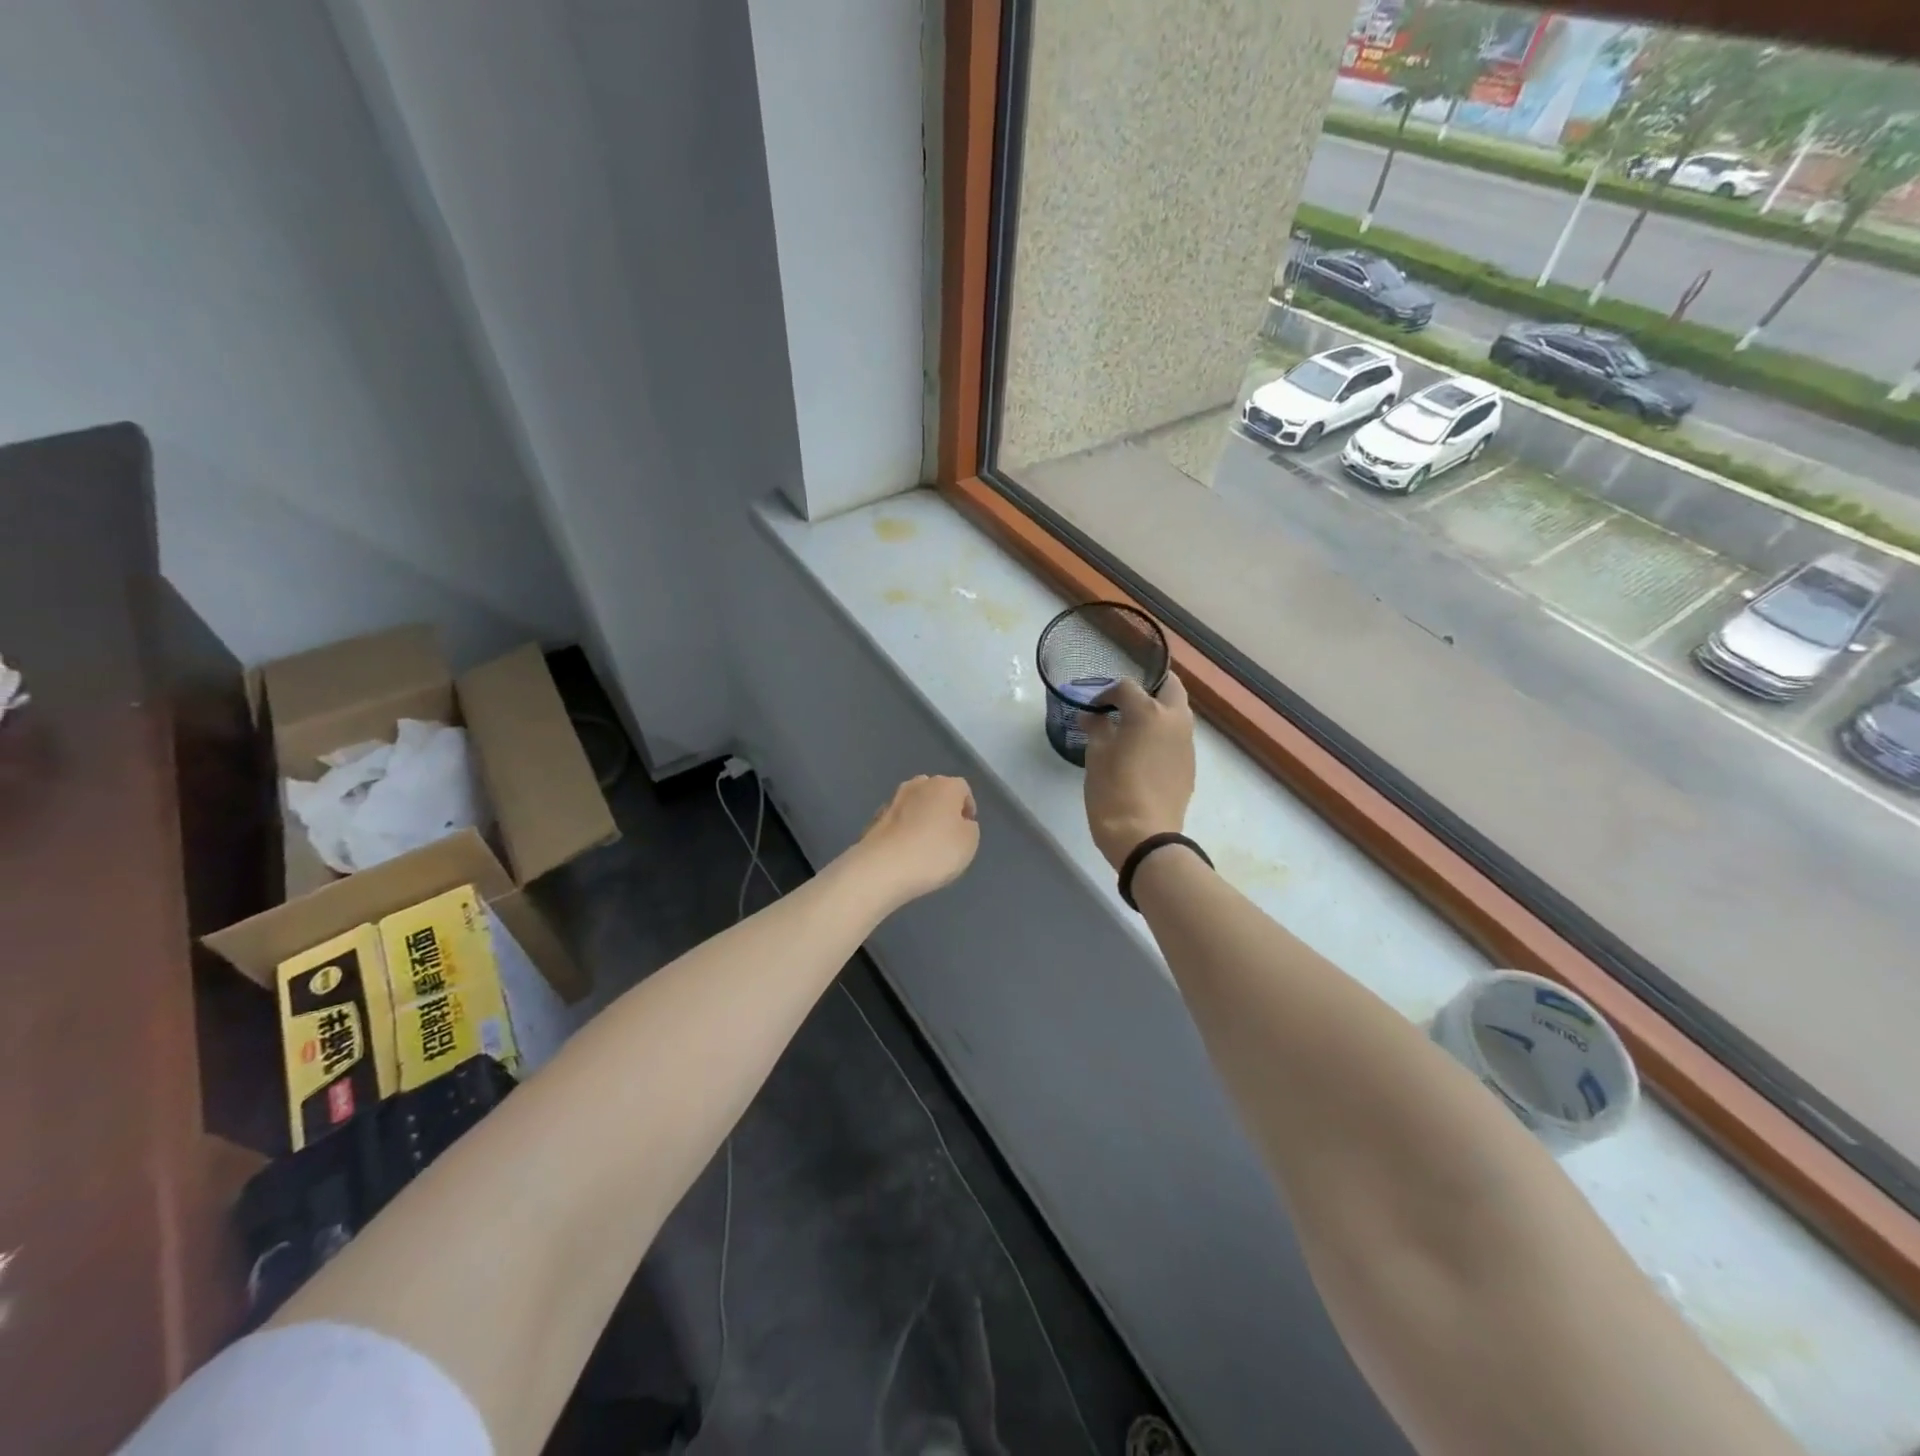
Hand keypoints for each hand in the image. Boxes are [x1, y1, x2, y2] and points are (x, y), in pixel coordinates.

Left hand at [854, 775, 980, 908]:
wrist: (884, 867)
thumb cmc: (935, 851)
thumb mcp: (969, 842)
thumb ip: (969, 827)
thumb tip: (960, 822)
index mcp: (945, 785)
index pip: (963, 789)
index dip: (967, 809)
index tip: (967, 830)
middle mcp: (919, 784)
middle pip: (937, 793)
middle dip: (942, 809)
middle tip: (946, 835)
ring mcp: (894, 799)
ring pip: (915, 804)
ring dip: (921, 818)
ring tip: (924, 844)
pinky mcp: (876, 817)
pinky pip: (899, 820)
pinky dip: (904, 830)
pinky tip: (905, 850)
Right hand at [1082, 674, 1195, 871]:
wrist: (1143, 836)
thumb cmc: (1113, 791)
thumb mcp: (1096, 756)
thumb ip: (1096, 728)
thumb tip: (1092, 716)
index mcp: (1148, 712)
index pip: (1127, 686)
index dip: (1107, 694)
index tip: (1094, 709)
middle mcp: (1175, 720)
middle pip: (1170, 686)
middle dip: (1150, 685)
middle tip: (1126, 700)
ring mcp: (1187, 743)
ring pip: (1178, 712)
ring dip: (1158, 710)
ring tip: (1132, 727)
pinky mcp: (1189, 764)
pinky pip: (1178, 737)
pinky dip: (1163, 734)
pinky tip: (1143, 753)